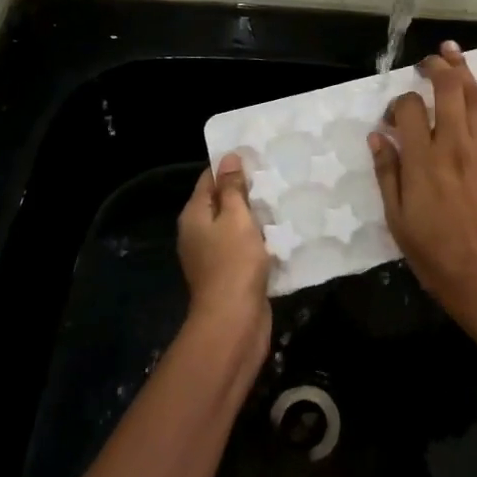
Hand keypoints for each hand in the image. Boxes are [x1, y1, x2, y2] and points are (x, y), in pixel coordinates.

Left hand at [177, 154, 273, 353]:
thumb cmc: (233, 263)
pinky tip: (281, 231)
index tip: (256, 154)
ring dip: (255, 215)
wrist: (234, 321)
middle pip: (221, 201)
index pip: (208, 178)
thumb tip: (228, 158)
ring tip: (283, 198)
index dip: (230, 165)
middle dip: (246, 190)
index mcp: (194, 215)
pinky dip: (259, 238)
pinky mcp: (230, 273)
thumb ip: (232, 188)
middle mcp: (198, 233)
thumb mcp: (235, 218)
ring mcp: (213, 255)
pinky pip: (244, 246)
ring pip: (235, 225)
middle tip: (276, 174)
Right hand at [370, 42, 476, 347]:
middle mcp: (454, 146)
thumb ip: (388, 175)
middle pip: (447, 91)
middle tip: (427, 61)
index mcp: (423, 161)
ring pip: (474, 98)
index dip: (397, 104)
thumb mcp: (399, 221)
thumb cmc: (437, 257)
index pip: (408, 110)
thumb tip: (378, 136)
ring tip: (452, 51)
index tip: (392, 118)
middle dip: (436, 68)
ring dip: (463, 70)